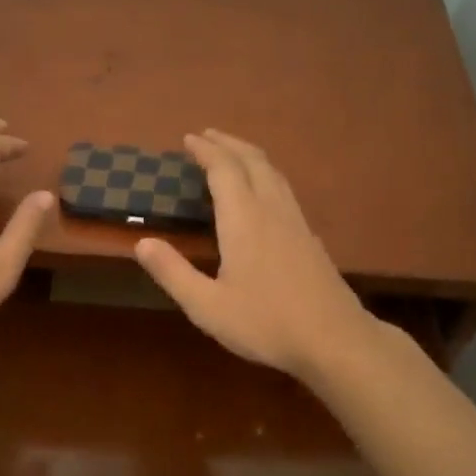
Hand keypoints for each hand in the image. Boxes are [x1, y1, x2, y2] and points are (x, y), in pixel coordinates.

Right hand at [134, 129, 377, 381]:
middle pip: (252, 161)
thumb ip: (173, 273)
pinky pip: (284, 189)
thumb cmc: (266, 323)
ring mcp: (296, 221)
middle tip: (207, 136)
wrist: (334, 339)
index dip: (205, 150)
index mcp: (244, 220)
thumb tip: (142, 243)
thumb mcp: (207, 306)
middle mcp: (272, 210)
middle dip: (228, 144)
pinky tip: (263, 193)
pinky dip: (265, 175)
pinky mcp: (310, 237)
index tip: (188, 139)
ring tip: (232, 155)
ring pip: (273, 173)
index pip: (224, 170)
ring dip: (249, 156)